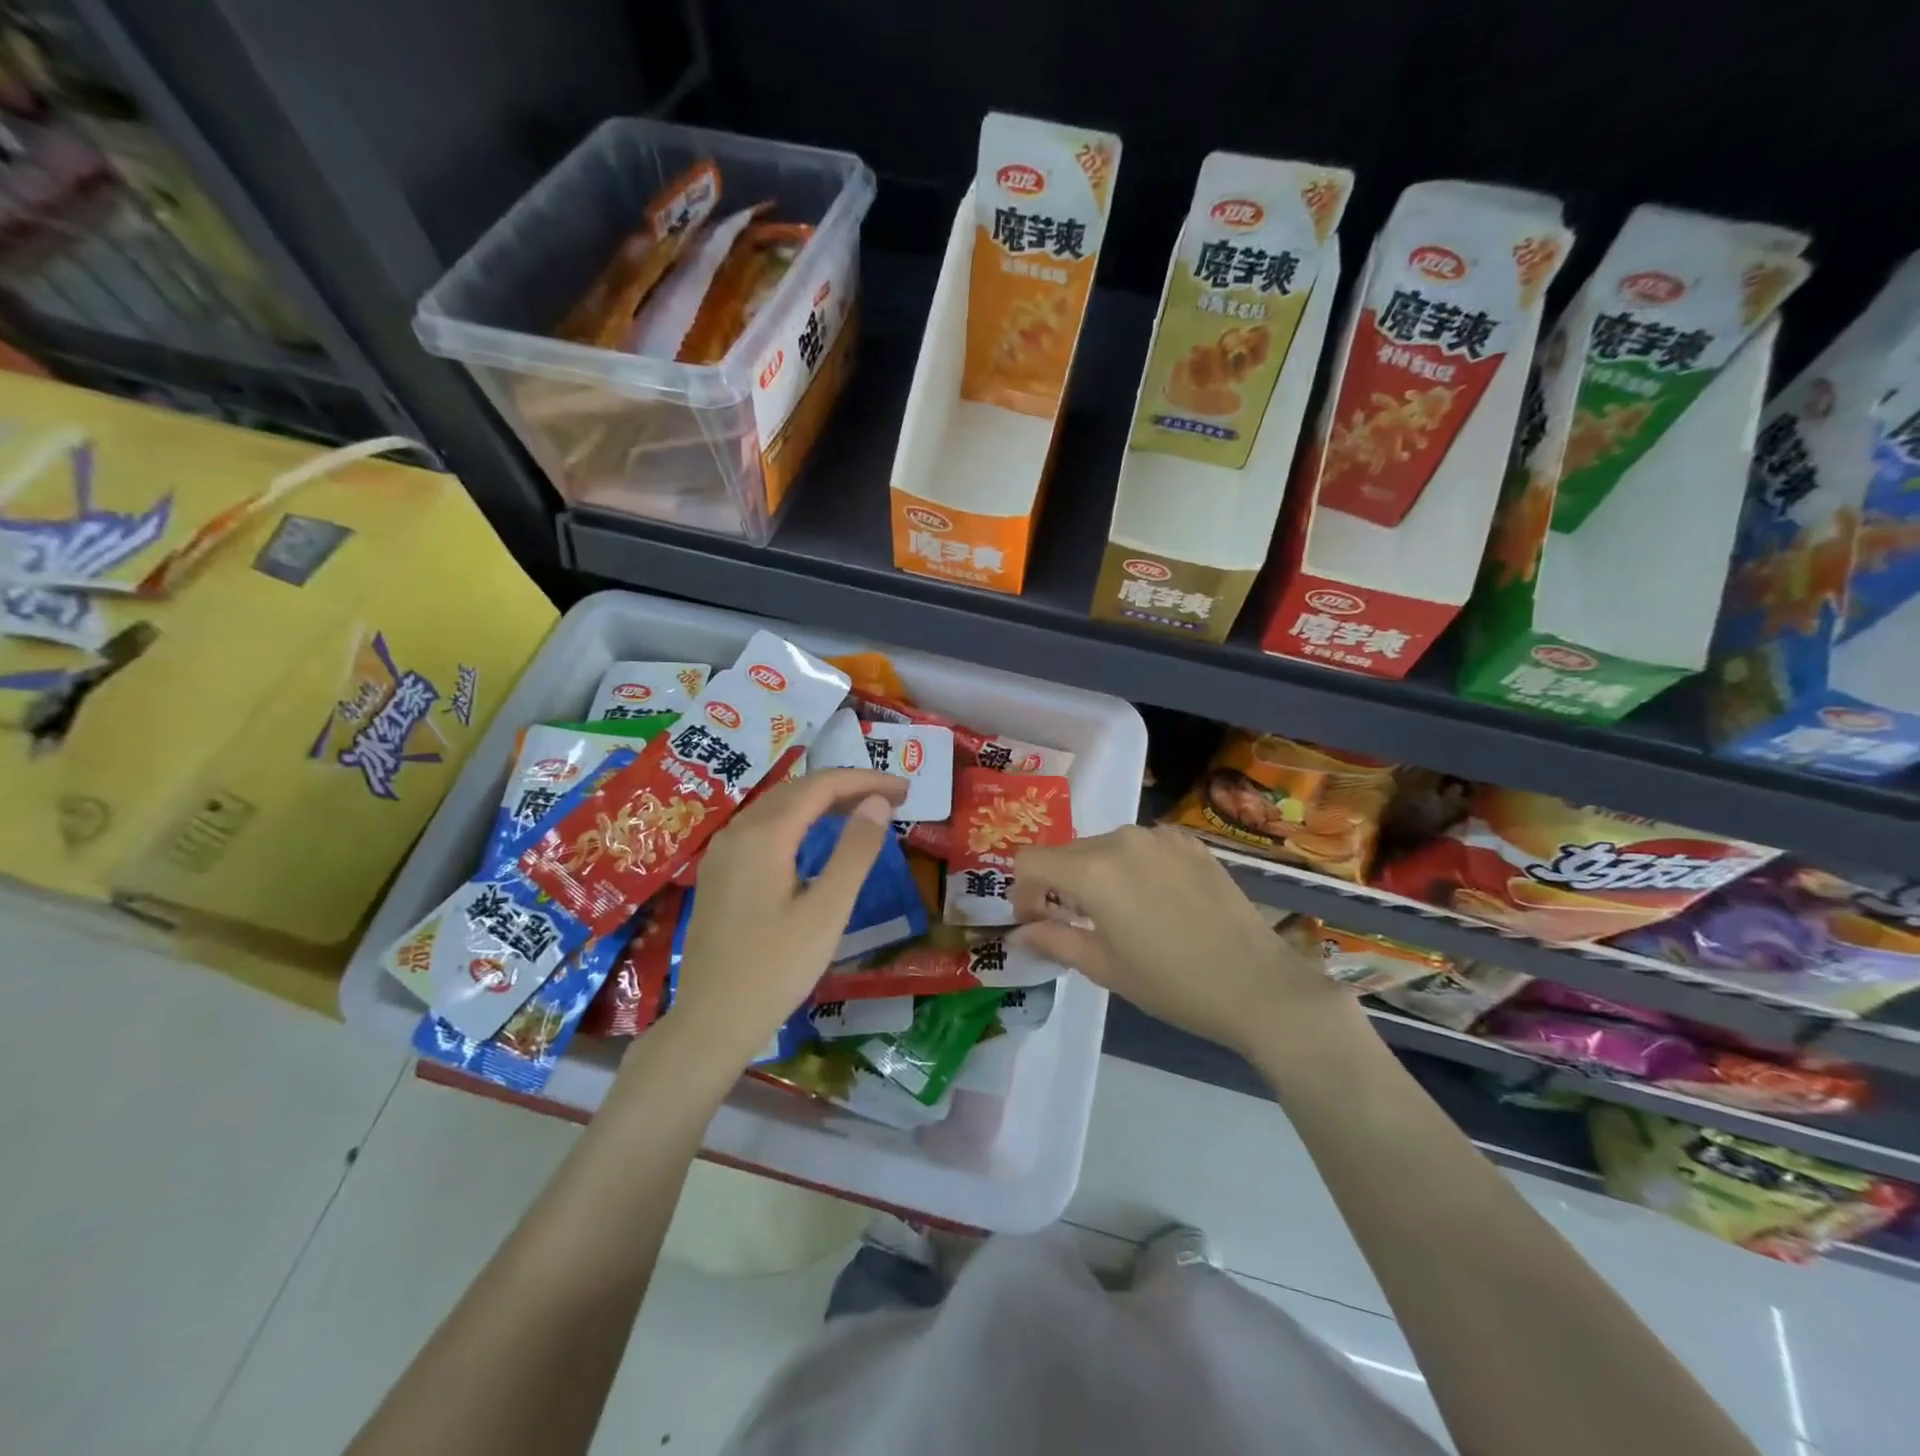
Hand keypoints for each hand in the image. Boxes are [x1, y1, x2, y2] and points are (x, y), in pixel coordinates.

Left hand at [664, 768, 906, 1070]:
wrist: (711, 1022)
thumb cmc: (775, 970)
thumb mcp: (827, 912)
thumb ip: (855, 852)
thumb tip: (878, 803)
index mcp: (764, 835)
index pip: (822, 786)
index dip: (866, 780)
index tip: (904, 789)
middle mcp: (737, 831)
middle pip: (798, 789)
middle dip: (847, 787)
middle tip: (892, 799)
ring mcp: (722, 851)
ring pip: (778, 806)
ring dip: (822, 801)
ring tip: (863, 811)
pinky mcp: (718, 872)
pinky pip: (763, 826)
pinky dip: (798, 820)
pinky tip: (816, 837)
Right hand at [1009, 825, 1353, 1060]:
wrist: (1257, 984)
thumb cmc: (1171, 983)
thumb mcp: (1104, 966)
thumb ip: (1053, 940)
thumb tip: (1018, 934)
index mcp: (1093, 870)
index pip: (1030, 861)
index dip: (1022, 891)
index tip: (1036, 922)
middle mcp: (1122, 839)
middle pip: (1067, 852)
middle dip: (1058, 885)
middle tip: (1073, 924)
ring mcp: (1159, 836)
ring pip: (1104, 847)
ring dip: (1096, 874)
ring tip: (1119, 914)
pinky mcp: (1189, 842)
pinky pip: (1141, 846)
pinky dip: (1132, 867)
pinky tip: (1155, 901)